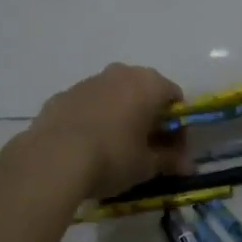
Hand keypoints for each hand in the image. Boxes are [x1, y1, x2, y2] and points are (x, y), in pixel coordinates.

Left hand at [17, 63, 188, 199]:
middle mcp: (120, 74)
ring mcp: (87, 82)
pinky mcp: (61, 96)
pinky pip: (87, 106)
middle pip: (144, 93)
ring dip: (121, 117)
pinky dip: (93, 121)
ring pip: (114, 97)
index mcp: (148, 84)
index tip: (173, 151)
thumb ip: (170, 161)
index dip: (178, 127)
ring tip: (115, 150)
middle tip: (147, 149)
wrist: (53, 160)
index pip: (175, 100)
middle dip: (149, 118)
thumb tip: (187, 167)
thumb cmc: (113, 157)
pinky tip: (88, 147)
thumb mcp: (147, 166)